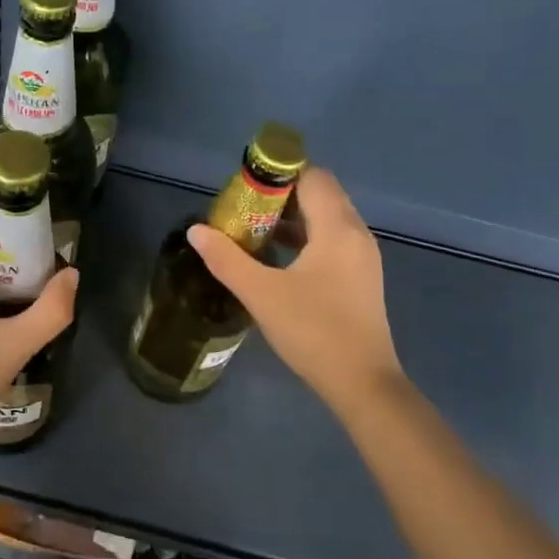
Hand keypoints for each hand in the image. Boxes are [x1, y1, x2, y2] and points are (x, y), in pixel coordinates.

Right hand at [187, 166, 404, 412]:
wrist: (362, 384)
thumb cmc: (313, 331)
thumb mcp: (261, 294)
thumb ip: (226, 259)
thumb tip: (196, 230)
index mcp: (337, 228)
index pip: (313, 177)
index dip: (280, 174)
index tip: (247, 188)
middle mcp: (356, 234)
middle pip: (321, 194)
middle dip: (283, 195)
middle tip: (245, 209)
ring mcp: (363, 257)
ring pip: (328, 218)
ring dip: (294, 218)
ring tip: (255, 231)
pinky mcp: (361, 278)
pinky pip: (333, 240)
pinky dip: (307, 238)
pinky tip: (279, 259)